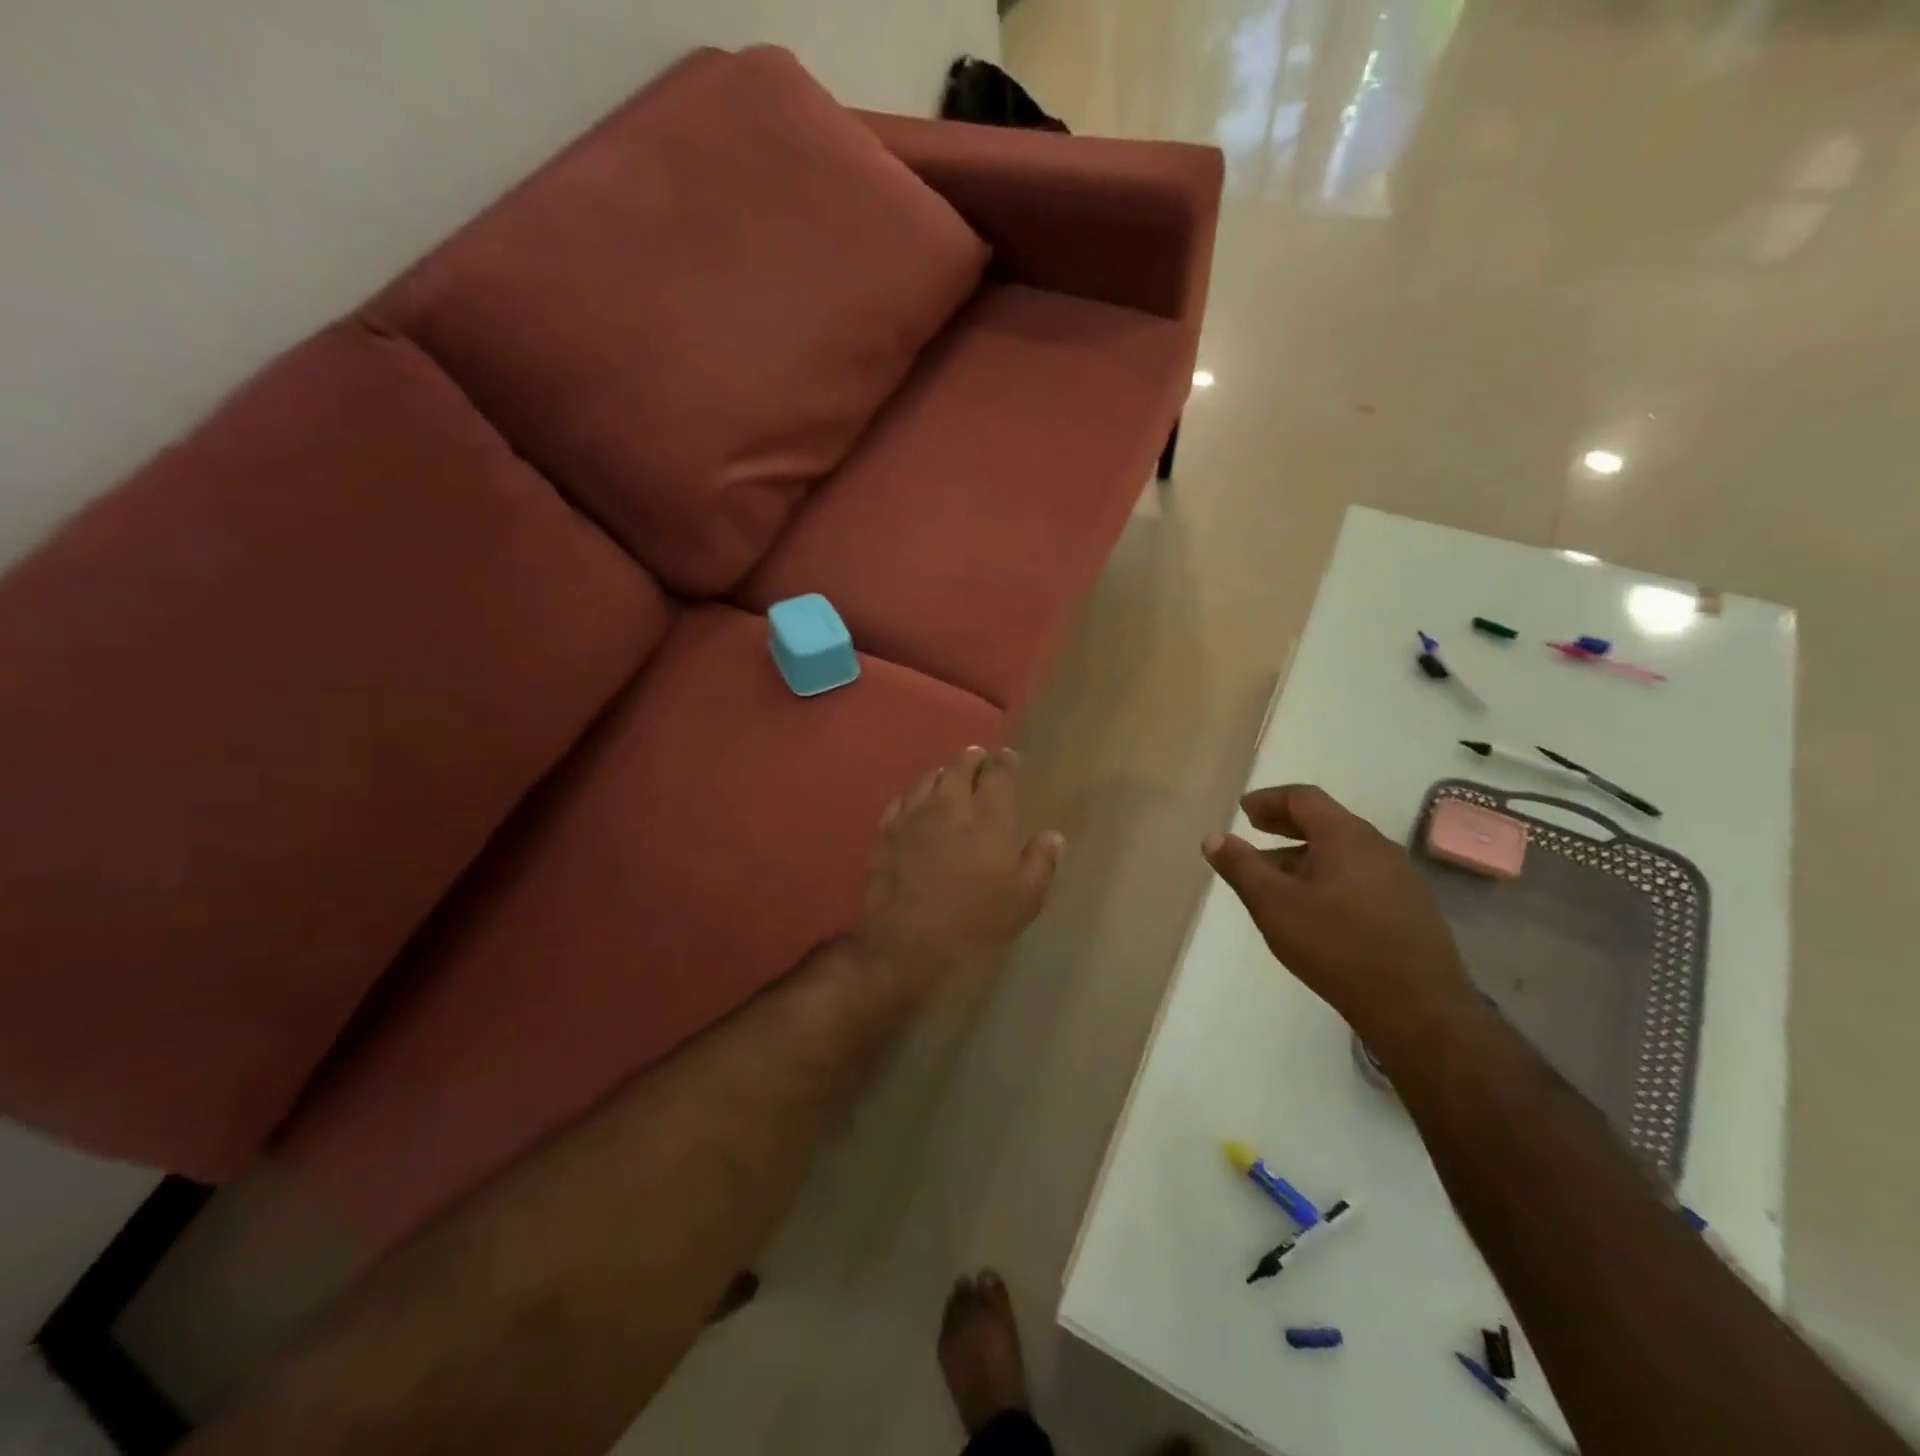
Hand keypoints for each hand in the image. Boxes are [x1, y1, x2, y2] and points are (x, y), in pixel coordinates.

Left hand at [857, 746, 1065, 1006]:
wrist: (907, 944)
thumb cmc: (975, 922)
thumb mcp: (1024, 900)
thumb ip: (1041, 862)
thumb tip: (1054, 836)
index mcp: (988, 818)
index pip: (999, 775)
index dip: (1005, 762)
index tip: (1008, 756)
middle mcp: (950, 806)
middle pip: (960, 768)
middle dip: (972, 759)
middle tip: (978, 756)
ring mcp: (913, 817)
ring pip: (928, 779)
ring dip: (942, 772)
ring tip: (949, 772)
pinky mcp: (886, 833)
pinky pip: (900, 801)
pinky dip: (913, 794)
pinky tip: (914, 800)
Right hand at [1202, 785, 1476, 1057]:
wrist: (1419, 1009)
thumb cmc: (1337, 947)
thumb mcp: (1274, 906)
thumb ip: (1241, 867)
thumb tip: (1213, 837)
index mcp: (1346, 837)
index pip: (1304, 798)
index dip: (1269, 800)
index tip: (1243, 810)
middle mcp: (1378, 847)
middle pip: (1326, 821)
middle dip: (1287, 824)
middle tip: (1257, 831)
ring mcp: (1400, 878)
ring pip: (1344, 851)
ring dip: (1306, 854)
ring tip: (1277, 876)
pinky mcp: (1410, 908)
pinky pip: (1360, 875)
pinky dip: (1329, 875)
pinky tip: (1315, 906)